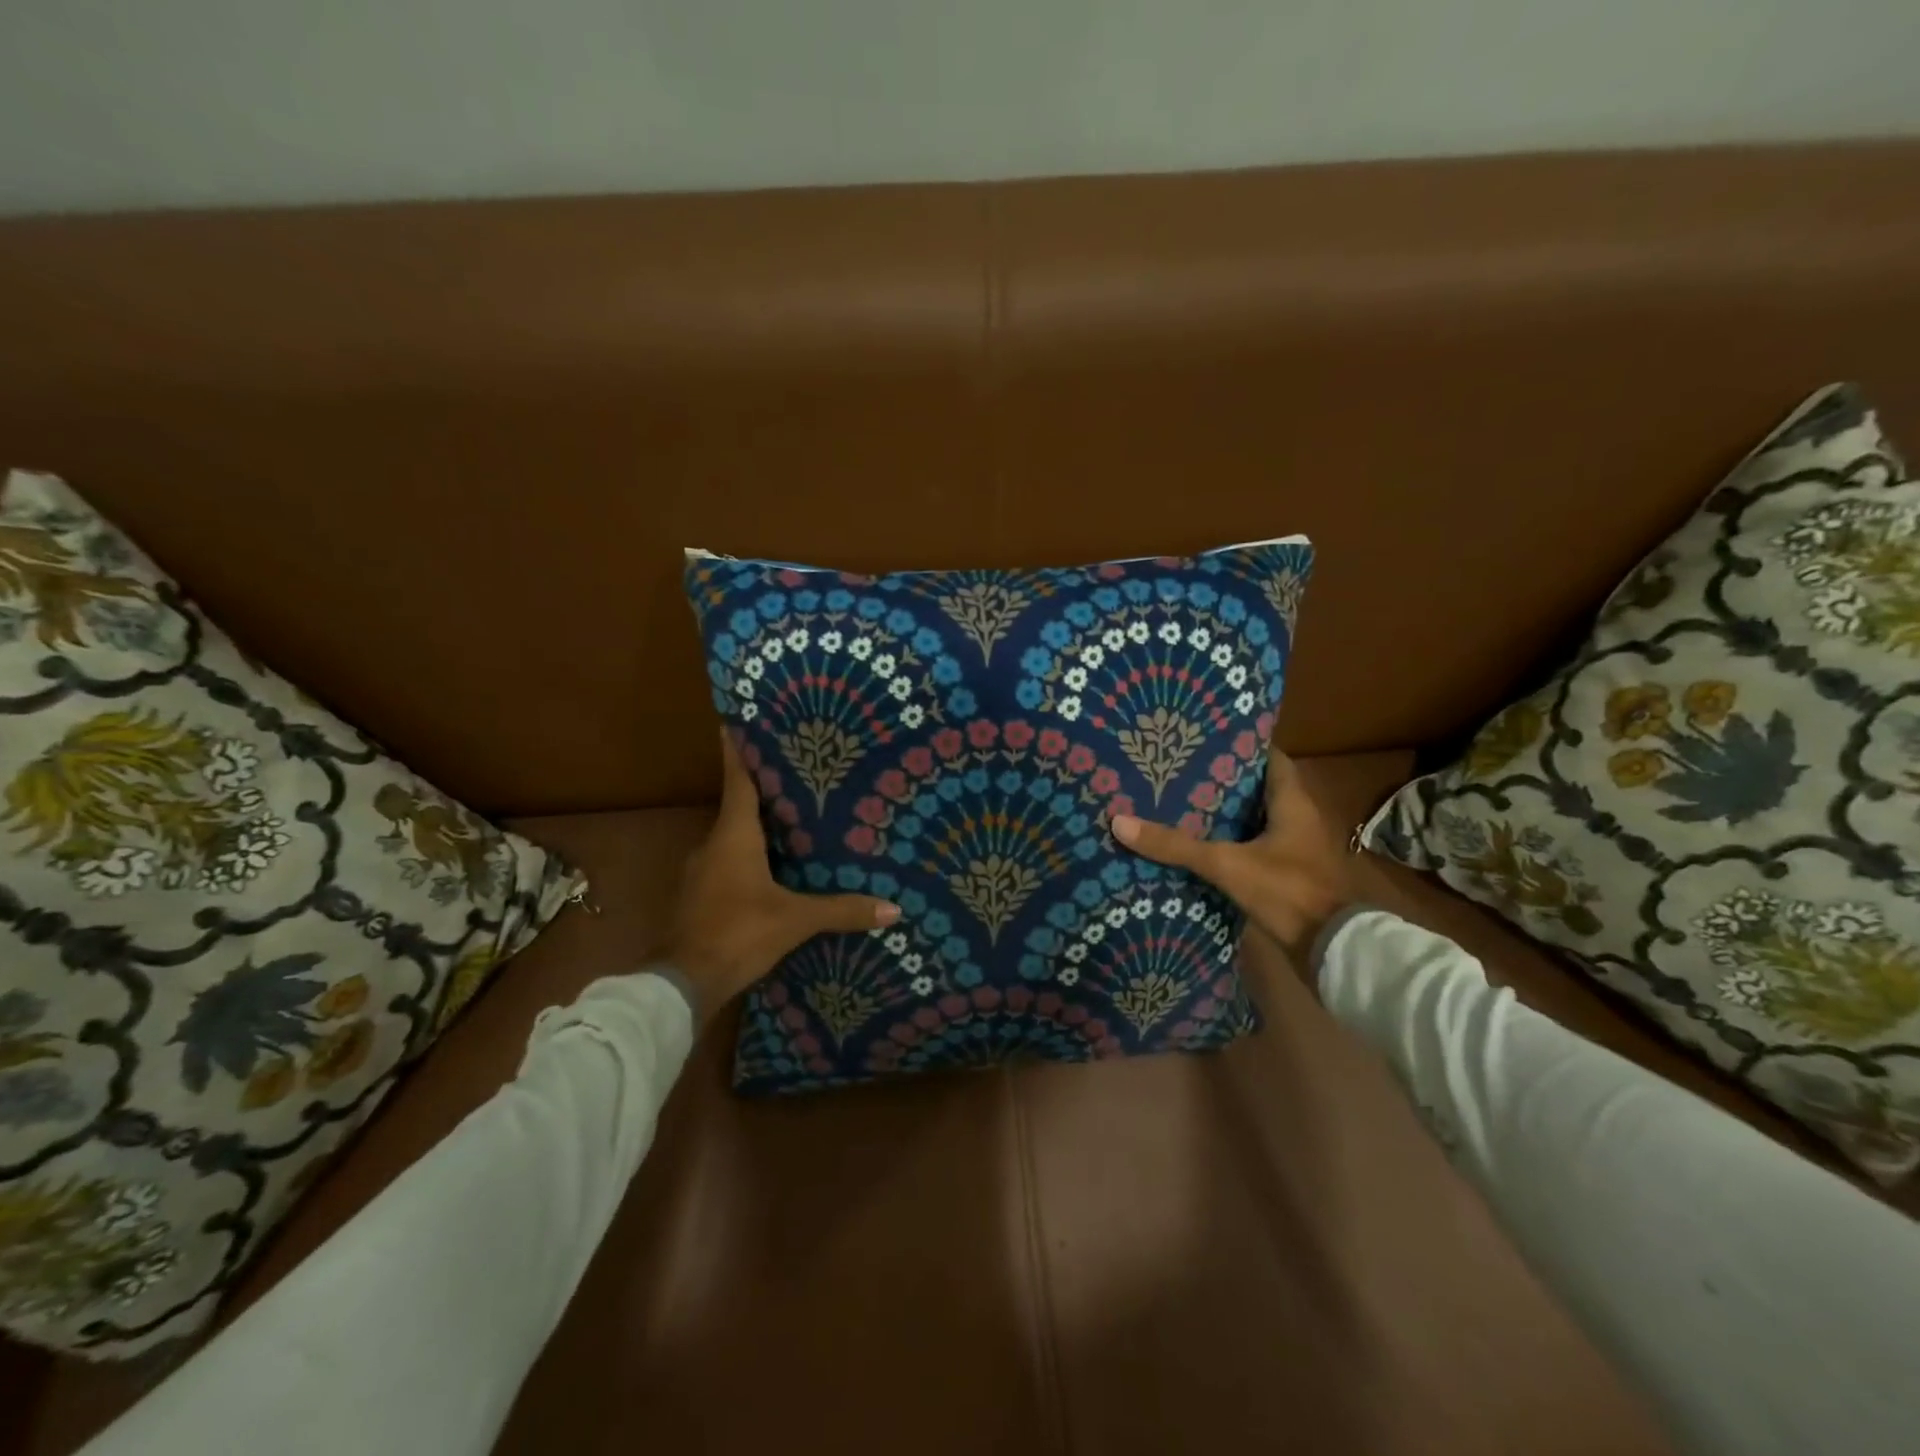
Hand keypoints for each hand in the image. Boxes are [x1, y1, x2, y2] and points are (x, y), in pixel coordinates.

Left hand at [663, 730, 900, 1024]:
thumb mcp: (794, 921)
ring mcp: (702, 872)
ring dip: (758, 829)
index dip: (739, 751)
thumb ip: (841, 911)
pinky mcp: (700, 896)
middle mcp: (713, 845)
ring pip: (734, 839)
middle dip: (765, 791)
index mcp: (733, 836)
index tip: (738, 721)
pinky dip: (750, 858)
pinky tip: (774, 870)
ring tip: (794, 822)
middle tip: (798, 775)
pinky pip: (729, 864)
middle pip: (740, 807)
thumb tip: (893, 910)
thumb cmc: (737, 933)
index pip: (738, 781)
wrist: (681, 984)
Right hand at [1110, 753, 1356, 981]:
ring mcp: (1295, 849)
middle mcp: (1298, 818)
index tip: (1203, 740)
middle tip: (1179, 771)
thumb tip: (1120, 821)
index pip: (1269, 758)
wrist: (1333, 949)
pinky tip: (1199, 846)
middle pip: (1258, 788)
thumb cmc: (1288, 891)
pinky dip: (1230, 844)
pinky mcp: (1289, 875)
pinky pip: (1254, 848)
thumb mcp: (1226, 865)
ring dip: (1225, 814)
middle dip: (1222, 781)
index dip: (1240, 747)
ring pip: (1255, 820)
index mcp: (1292, 802)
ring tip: (1180, 804)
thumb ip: (1176, 845)